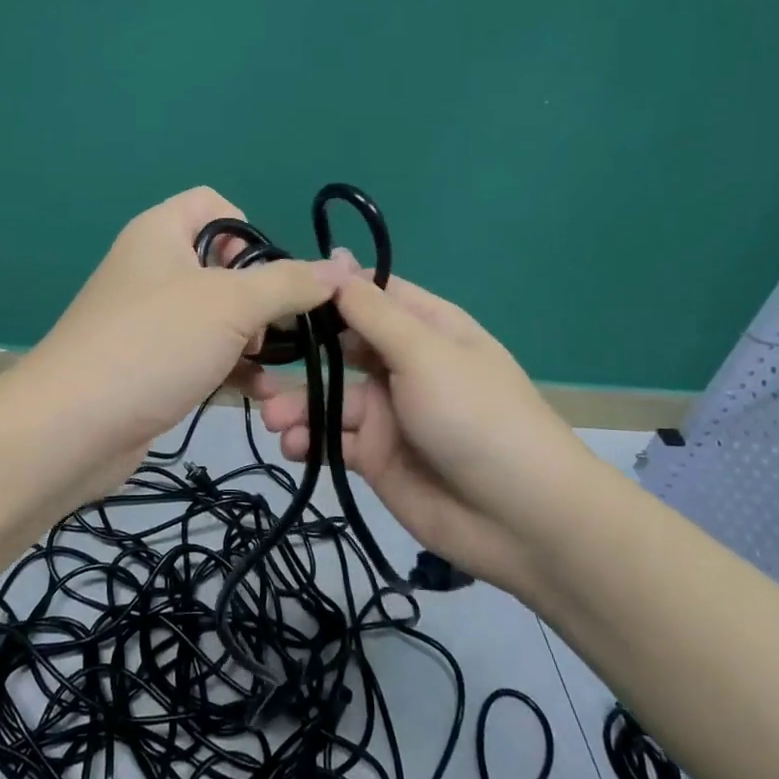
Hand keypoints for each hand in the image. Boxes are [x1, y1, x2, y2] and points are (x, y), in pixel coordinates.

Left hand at [9, 187, 350, 500]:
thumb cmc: (152, 344)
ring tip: (275, 370)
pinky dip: (232, 370)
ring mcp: (150, 320)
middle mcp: (153, 268)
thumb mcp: (229, 304)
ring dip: (254, 341)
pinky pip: (204, 354)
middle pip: (224, 264)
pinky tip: (261, 397)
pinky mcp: (152, 364)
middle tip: (271, 329)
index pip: (215, 205)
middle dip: (260, 297)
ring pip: (219, 316)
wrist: (71, 429)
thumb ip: (288, 283)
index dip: (250, 232)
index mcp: (161, 232)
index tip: (269, 275)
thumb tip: (339, 270)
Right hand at [244, 259, 599, 595]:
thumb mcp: (425, 354)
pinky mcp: (377, 458)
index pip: (369, 294)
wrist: (522, 520)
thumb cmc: (476, 417)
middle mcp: (404, 364)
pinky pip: (334, 440)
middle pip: (340, 347)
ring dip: (298, 405)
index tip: (278, 291)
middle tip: (256, 359)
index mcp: (426, 327)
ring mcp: (390, 413)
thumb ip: (373, 312)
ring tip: (273, 420)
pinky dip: (310, 441)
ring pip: (330, 398)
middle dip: (299, 353)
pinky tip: (294, 447)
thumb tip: (336, 258)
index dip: (327, 290)